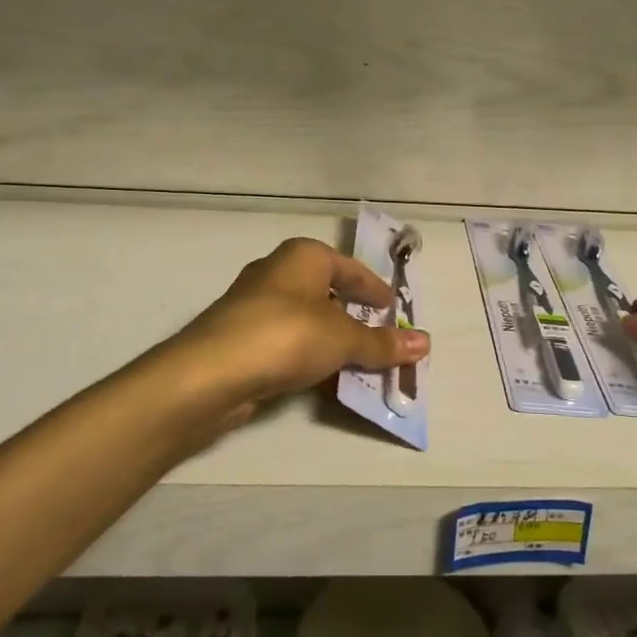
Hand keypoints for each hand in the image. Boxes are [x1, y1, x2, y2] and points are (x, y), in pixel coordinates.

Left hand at [173, 238, 430, 418]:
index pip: (349, 268)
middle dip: (353, 315)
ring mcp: (254, 306)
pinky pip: (287, 343)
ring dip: (330, 339)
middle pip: (326, 291)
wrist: (211, 372)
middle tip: (380, 336)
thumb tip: (425, 341)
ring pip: (305, 319)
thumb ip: (382, 342)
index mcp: (303, 257)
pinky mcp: (240, 338)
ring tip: (358, 363)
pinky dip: (308, 356)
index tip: (393, 309)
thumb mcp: (343, 338)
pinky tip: (322, 378)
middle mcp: (277, 273)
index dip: (374, 288)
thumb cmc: (286, 335)